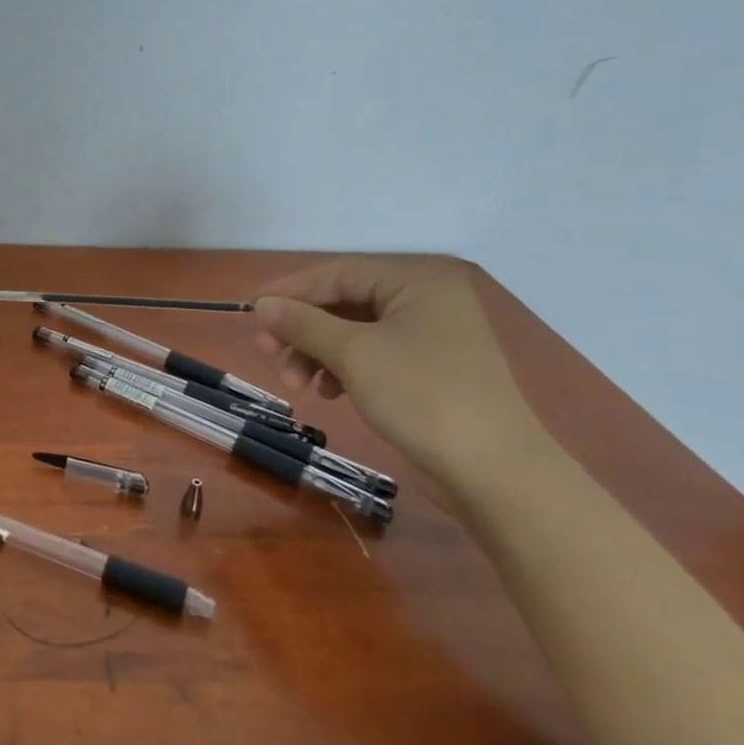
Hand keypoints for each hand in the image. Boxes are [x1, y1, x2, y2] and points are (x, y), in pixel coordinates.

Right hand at [252, 256, 545, 496]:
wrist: (493, 470)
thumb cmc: (421, 395)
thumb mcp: (353, 354)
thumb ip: (303, 323)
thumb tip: (262, 305)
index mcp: (417, 283)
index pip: (339, 273)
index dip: (291, 290)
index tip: (250, 310)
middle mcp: (426, 302)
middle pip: (344, 304)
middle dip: (302, 329)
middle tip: (267, 352)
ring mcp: (431, 338)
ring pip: (354, 333)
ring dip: (316, 353)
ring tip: (295, 383)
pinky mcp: (429, 372)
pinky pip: (372, 357)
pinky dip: (342, 370)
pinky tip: (327, 393)